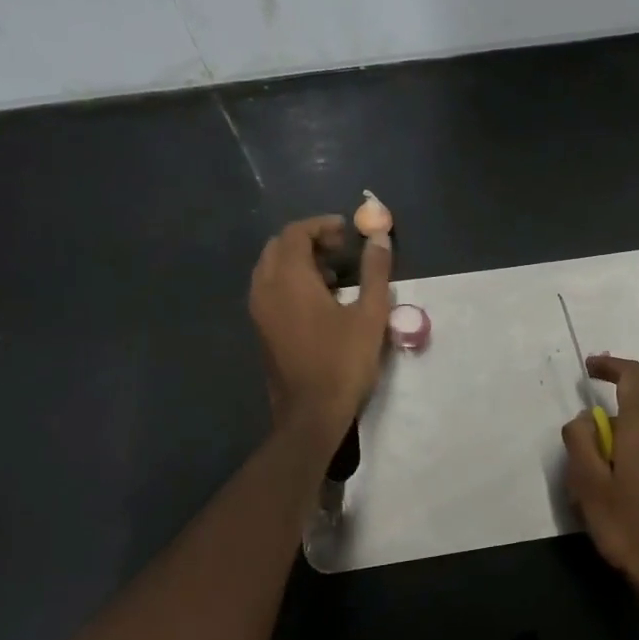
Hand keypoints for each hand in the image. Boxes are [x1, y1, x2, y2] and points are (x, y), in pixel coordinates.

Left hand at [250, 216, 392, 436]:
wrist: (310, 414)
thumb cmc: (343, 362)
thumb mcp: (370, 315)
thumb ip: (375, 271)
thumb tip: (379, 237)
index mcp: (289, 280)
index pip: (295, 233)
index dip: (321, 225)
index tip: (347, 232)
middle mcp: (266, 288)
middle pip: (279, 246)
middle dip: (309, 240)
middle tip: (341, 249)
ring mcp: (259, 310)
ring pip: (271, 267)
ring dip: (299, 260)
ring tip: (334, 274)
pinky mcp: (261, 329)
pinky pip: (269, 288)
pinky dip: (290, 280)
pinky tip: (320, 300)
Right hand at [562, 355, 638, 638]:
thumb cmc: (628, 526)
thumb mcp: (588, 483)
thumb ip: (580, 440)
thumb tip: (587, 419)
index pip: (633, 376)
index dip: (610, 366)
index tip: (590, 368)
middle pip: (637, 415)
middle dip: (612, 431)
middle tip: (589, 468)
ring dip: (629, 453)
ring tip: (610, 494)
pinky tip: (635, 505)